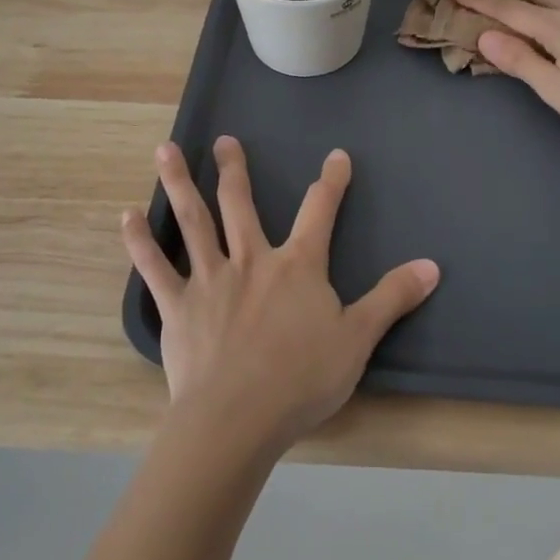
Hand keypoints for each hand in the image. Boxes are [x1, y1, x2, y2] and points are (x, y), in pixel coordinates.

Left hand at [121, 137, 439, 452]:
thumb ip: (392, 298)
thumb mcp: (358, 338)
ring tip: (165, 149)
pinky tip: (127, 216)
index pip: (319, 211)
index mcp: (296, 266)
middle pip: (240, 204)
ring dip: (179, 183)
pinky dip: (140, 241)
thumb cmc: (301, 379)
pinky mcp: (177, 306)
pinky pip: (154, 268)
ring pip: (193, 221)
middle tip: (224, 140)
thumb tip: (432, 266)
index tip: (337, 156)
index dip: (331, 182)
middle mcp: (251, 260)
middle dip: (234, 169)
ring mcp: (210, 279)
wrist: (237, 418)